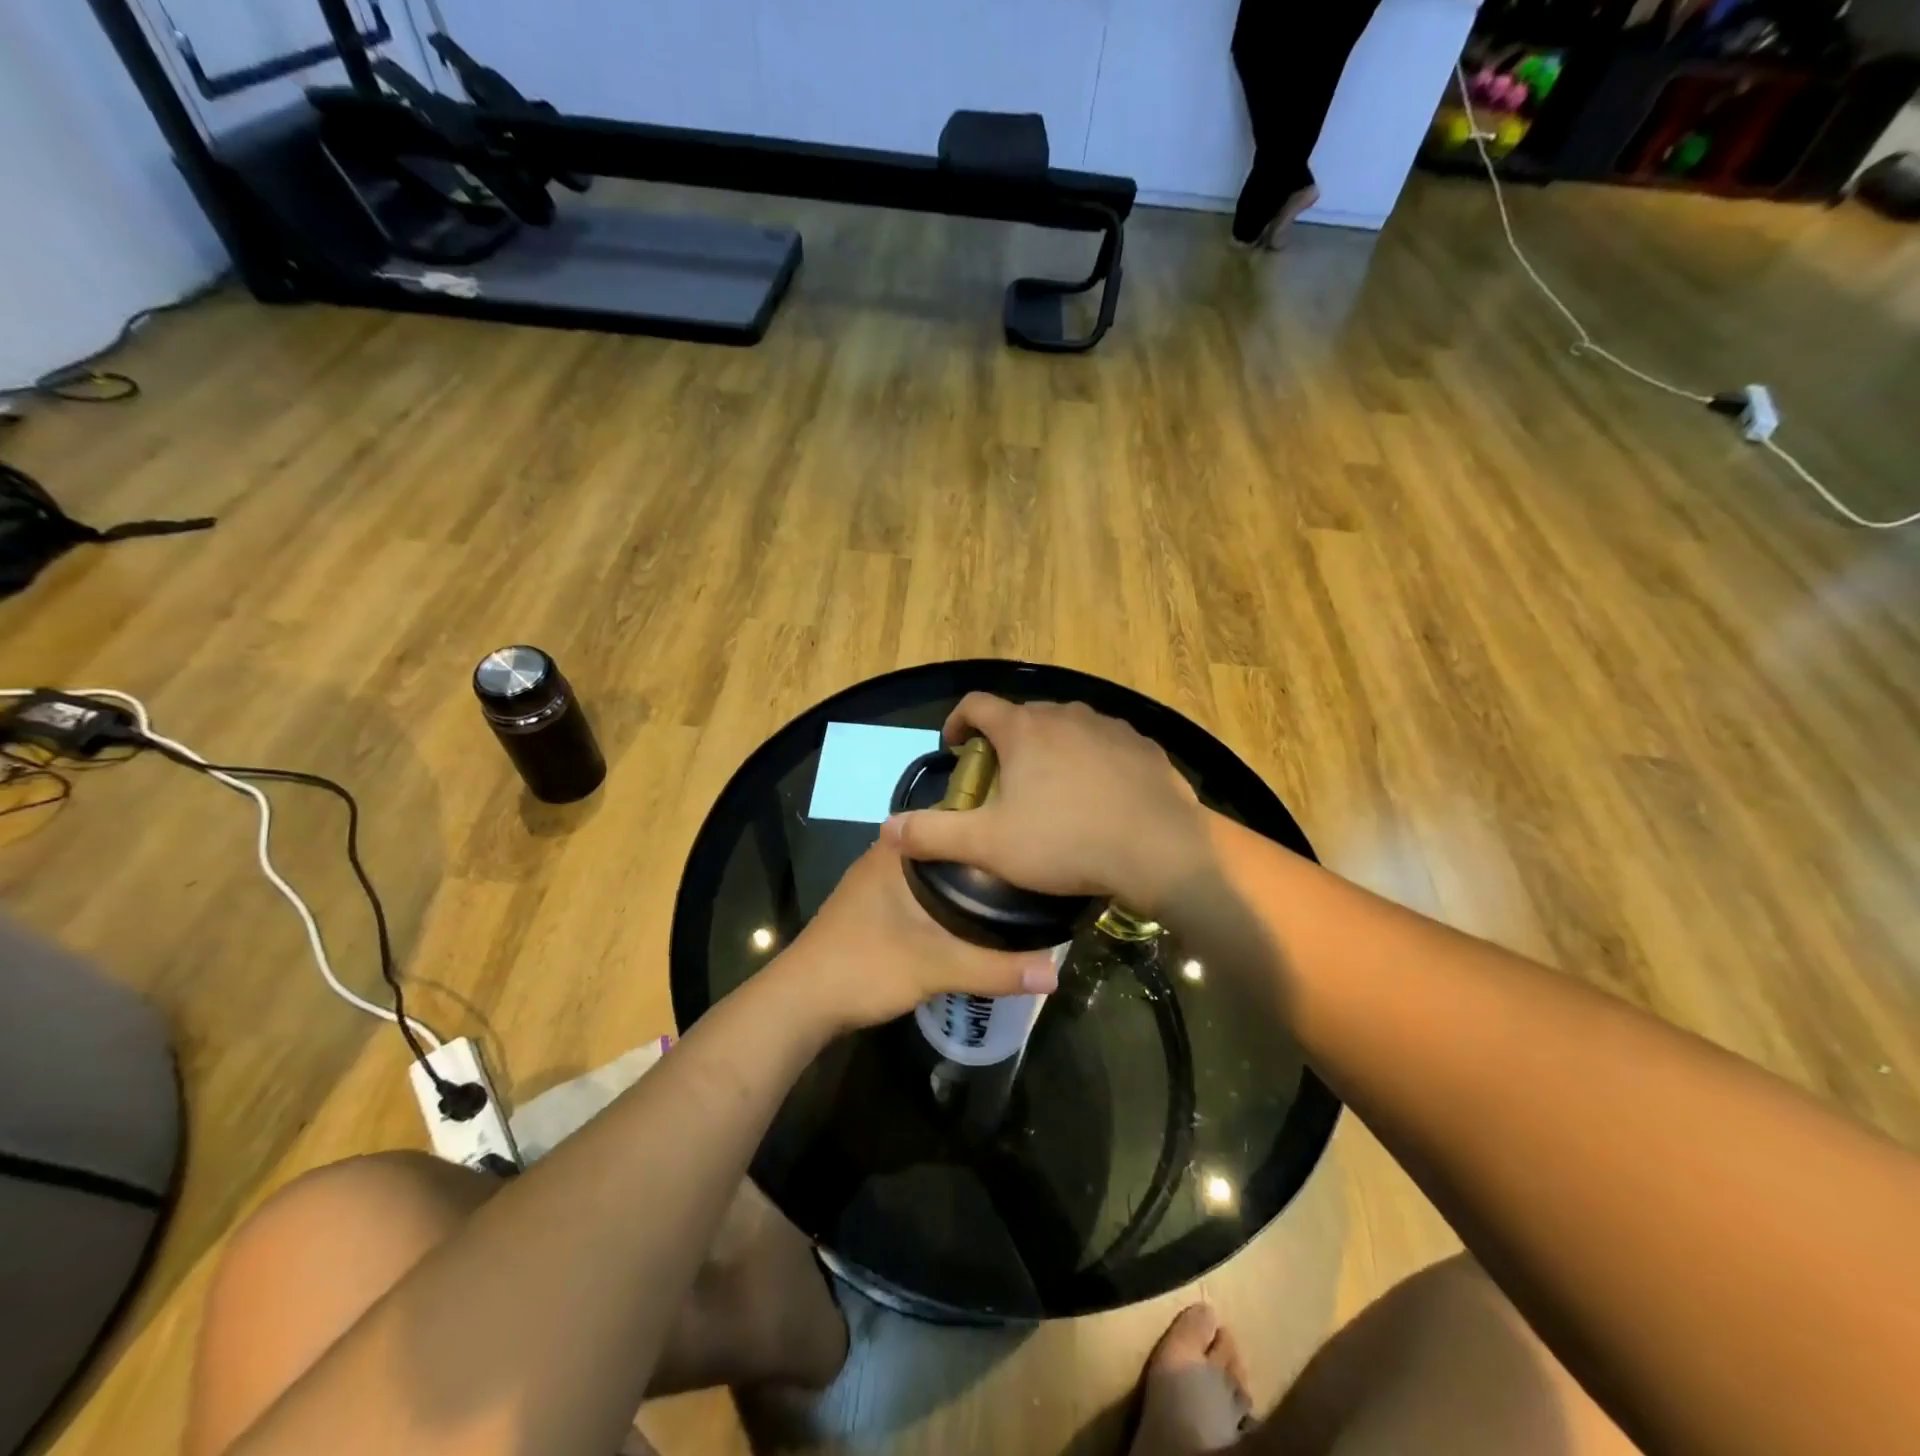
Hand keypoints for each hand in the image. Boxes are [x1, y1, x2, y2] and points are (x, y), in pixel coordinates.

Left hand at [785, 838, 1060, 1033]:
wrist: (801, 1003)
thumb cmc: (864, 967)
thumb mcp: (935, 967)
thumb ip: (995, 968)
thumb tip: (1055, 973)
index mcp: (898, 850)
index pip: (955, 819)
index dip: (994, 824)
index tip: (1032, 834)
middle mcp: (887, 858)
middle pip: (949, 849)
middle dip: (987, 858)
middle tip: (1033, 871)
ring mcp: (878, 885)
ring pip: (935, 875)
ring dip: (967, 884)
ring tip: (1014, 894)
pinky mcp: (875, 911)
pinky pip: (923, 895)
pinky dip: (949, 903)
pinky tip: (974, 921)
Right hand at [879, 694, 1208, 916]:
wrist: (1161, 849)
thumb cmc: (1066, 843)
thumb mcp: (989, 845)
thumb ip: (933, 835)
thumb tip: (887, 828)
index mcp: (1024, 729)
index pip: (976, 704)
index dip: (957, 721)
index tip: (954, 747)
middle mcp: (1065, 714)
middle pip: (1023, 716)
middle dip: (1005, 741)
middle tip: (1001, 780)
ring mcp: (1109, 726)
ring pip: (1066, 727)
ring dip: (1050, 748)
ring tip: (1051, 788)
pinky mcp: (1143, 745)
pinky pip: (1105, 743)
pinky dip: (1091, 759)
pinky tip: (1098, 795)